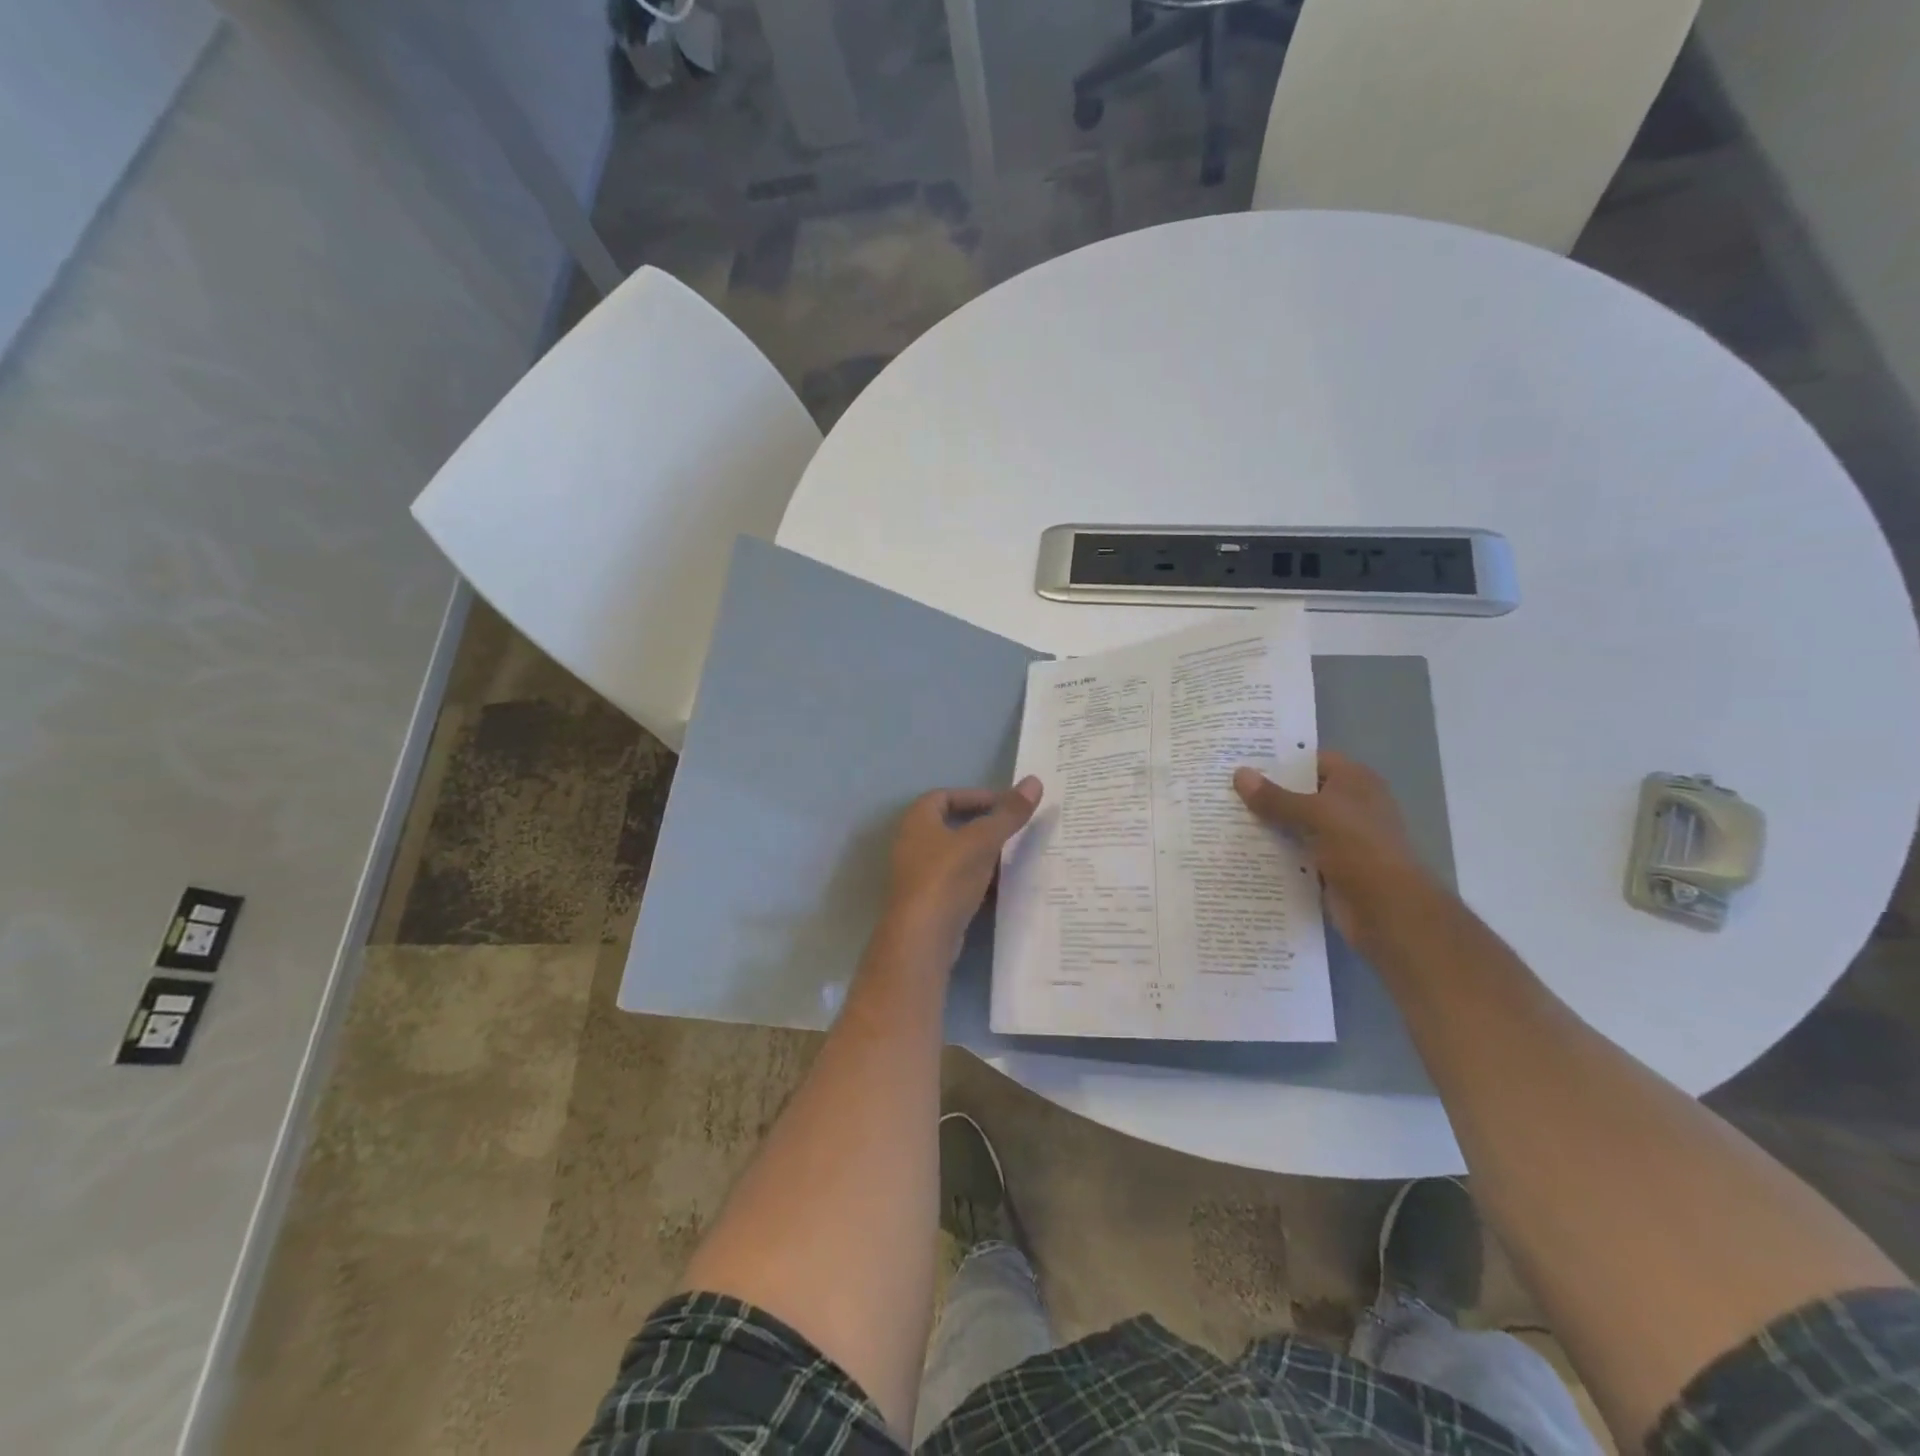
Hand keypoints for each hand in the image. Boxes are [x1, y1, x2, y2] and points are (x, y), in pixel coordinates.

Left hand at [884, 777, 1043, 957]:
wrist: (922, 938)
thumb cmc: (947, 877)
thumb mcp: (983, 840)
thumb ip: (1008, 813)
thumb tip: (1034, 781)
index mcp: (917, 820)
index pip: (945, 795)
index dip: (976, 796)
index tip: (1005, 805)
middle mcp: (912, 843)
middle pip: (951, 825)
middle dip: (983, 826)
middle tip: (1013, 829)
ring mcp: (918, 875)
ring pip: (956, 855)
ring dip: (982, 854)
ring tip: (1014, 856)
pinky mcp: (928, 902)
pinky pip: (957, 882)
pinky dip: (978, 880)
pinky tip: (1001, 887)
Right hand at [1233, 752, 1433, 946]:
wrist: (1387, 910)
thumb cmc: (1359, 849)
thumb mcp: (1315, 815)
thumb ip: (1275, 797)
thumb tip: (1239, 774)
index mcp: (1354, 782)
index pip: (1311, 761)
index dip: (1278, 760)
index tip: (1240, 761)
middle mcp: (1348, 806)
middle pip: (1300, 793)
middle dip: (1265, 793)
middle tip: (1223, 789)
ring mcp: (1339, 839)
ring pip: (1294, 825)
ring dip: (1266, 824)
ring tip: (1222, 817)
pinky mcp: (1328, 867)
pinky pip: (1294, 853)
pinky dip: (1273, 852)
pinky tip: (1240, 849)